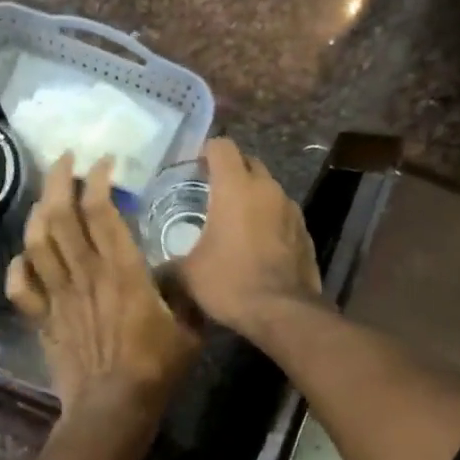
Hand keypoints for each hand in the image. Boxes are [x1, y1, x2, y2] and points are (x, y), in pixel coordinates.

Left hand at [8, 153, 199, 423]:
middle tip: (64, 159)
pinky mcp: (43, 319)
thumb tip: (184, 273)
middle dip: (58, 179)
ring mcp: (59, 296)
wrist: (113, 409)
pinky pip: (21, 286)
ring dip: (38, 212)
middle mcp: (85, 274)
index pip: (101, 210)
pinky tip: (24, 256)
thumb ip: (185, 293)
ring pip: (37, 242)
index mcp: (122, 270)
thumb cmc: (156, 369)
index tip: (104, 162)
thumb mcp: (189, 327)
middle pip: (61, 215)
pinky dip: (18, 266)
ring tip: (46, 196)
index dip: (98, 178)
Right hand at [179, 138, 320, 334]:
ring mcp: (291, 209)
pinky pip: (282, 214)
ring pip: (268, 189)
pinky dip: (268, 219)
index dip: (206, 151)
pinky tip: (257, 243)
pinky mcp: (305, 232)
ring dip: (252, 196)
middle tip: (211, 192)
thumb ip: (169, 263)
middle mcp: (267, 189)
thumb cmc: (230, 282)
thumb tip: (154, 270)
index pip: (222, 146)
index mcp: (235, 187)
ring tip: (234, 220)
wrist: (282, 312)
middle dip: (231, 170)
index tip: (194, 167)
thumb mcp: (187, 274)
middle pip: (249, 162)